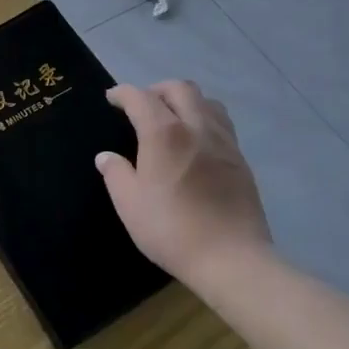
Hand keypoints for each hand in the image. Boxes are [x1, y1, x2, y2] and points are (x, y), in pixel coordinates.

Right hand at [96, 81, 271, 291]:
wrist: (232, 260)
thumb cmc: (172, 229)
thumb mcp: (129, 203)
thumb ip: (115, 173)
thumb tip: (107, 157)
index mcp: (165, 133)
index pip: (140, 97)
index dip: (122, 93)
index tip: (111, 99)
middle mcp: (197, 127)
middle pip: (180, 88)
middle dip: (156, 90)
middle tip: (141, 107)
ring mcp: (224, 142)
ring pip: (207, 102)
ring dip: (186, 102)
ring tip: (172, 120)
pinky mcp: (241, 161)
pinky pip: (221, 124)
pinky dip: (204, 121)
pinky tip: (195, 144)